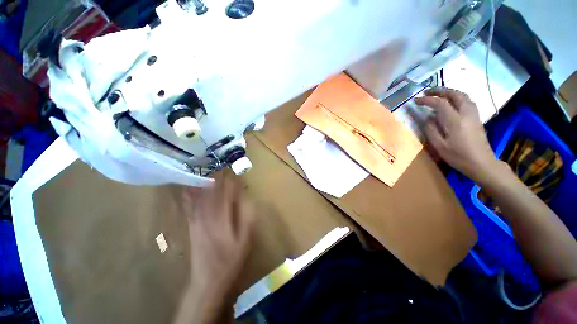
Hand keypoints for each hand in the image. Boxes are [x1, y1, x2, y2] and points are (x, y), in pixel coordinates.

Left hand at [175, 174, 255, 323]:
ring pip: (201, 197)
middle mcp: (208, 216)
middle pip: (213, 193)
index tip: (234, 174)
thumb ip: (246, 218)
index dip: (231, 184)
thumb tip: (246, 200)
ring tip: (211, 172)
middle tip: (222, 168)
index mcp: (223, 219)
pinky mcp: (192, 225)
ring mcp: (197, 221)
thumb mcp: (244, 240)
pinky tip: (190, 187)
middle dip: (218, 180)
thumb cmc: (230, 259)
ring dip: (206, 184)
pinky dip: (190, 195)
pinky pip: (190, 206)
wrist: (207, 279)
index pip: (227, 195)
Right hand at [414, 88, 497, 181]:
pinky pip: (467, 101)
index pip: (440, 103)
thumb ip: (431, 130)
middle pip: (455, 94)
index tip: (416, 100)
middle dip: (440, 90)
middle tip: (427, 91)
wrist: (482, 163)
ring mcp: (473, 115)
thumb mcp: (439, 146)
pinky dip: (457, 97)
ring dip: (450, 92)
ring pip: (463, 96)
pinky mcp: (476, 118)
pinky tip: (451, 103)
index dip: (427, 100)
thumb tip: (427, 118)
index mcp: (455, 121)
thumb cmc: (458, 156)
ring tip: (438, 95)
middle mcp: (466, 113)